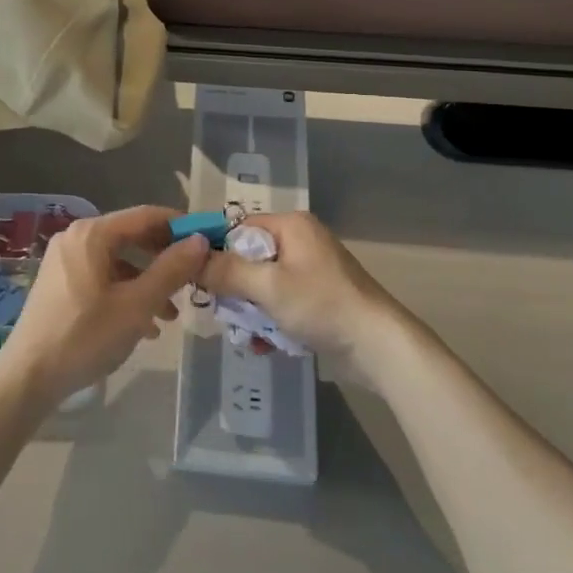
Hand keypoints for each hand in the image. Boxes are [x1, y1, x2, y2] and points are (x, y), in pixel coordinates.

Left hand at [0, 206, 207, 408]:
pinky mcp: (60, 283)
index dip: (179, 226)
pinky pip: (102, 277)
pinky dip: (125, 293)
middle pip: (131, 236)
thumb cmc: (85, 336)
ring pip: (118, 261)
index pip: (146, 215)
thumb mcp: (137, 305)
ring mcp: (65, 260)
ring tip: (172, 314)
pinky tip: (144, 325)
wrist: (28, 376)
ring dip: (147, 282)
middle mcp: (76, 237)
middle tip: (194, 278)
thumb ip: (170, 270)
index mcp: (93, 233)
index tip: (209, 241)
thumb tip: (200, 240)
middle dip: (164, 258)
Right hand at [199, 211, 398, 361]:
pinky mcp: (320, 299)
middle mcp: (302, 241)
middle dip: (235, 289)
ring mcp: (313, 272)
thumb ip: (227, 271)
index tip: (199, 278)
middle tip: (224, 313)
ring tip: (245, 336)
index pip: (240, 228)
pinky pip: (282, 303)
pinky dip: (271, 321)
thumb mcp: (268, 286)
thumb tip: (192, 259)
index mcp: (292, 226)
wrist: (380, 347)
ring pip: (264, 285)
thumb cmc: (321, 305)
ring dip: (251, 310)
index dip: (217, 251)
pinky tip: (264, 346)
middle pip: (250, 258)